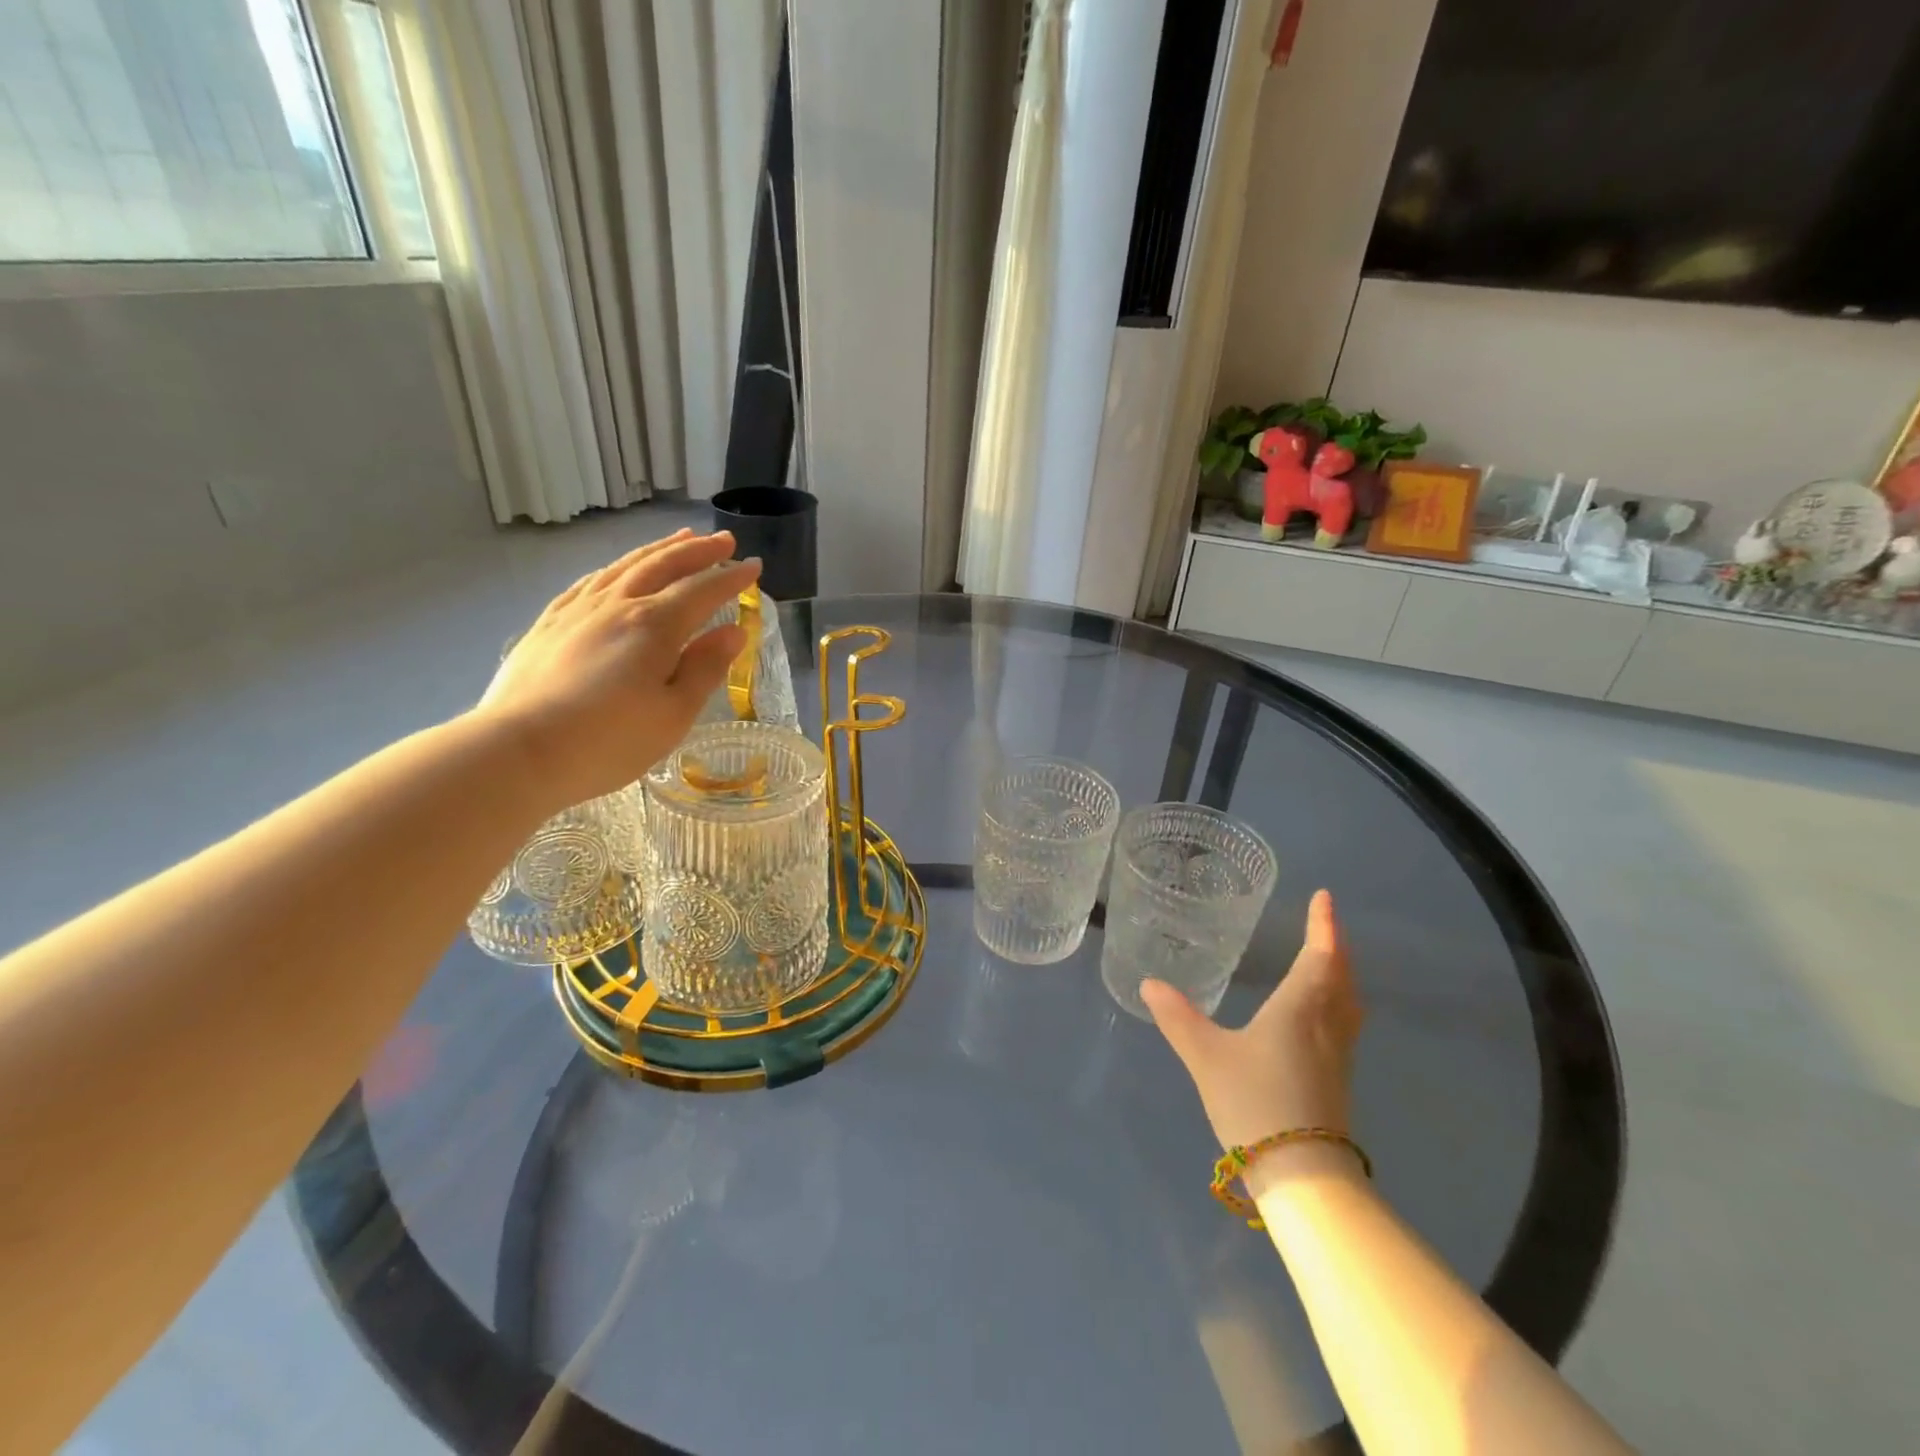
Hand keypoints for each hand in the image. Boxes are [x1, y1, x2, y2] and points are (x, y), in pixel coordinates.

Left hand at [472, 530, 760, 808]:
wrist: (518, 751)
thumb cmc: (608, 741)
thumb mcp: (674, 714)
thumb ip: (705, 669)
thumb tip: (733, 632)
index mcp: (655, 626)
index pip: (703, 591)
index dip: (732, 578)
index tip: (755, 566)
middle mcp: (618, 605)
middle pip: (663, 565)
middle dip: (698, 551)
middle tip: (724, 541)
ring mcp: (578, 610)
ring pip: (625, 566)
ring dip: (658, 549)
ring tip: (680, 539)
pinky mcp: (549, 624)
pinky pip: (589, 581)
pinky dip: (615, 567)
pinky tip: (617, 570)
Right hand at [1142, 890, 1363, 1158]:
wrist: (1301, 1175)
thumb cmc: (1254, 1102)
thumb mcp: (1206, 1056)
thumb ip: (1178, 1018)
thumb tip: (1149, 984)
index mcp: (1299, 1009)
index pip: (1318, 956)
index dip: (1322, 925)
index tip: (1325, 897)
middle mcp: (1325, 1026)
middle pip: (1341, 977)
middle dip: (1335, 947)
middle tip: (1325, 924)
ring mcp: (1337, 1057)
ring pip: (1347, 1003)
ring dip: (1341, 975)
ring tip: (1329, 962)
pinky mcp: (1337, 1082)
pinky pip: (1343, 1025)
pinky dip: (1338, 1003)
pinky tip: (1320, 1015)